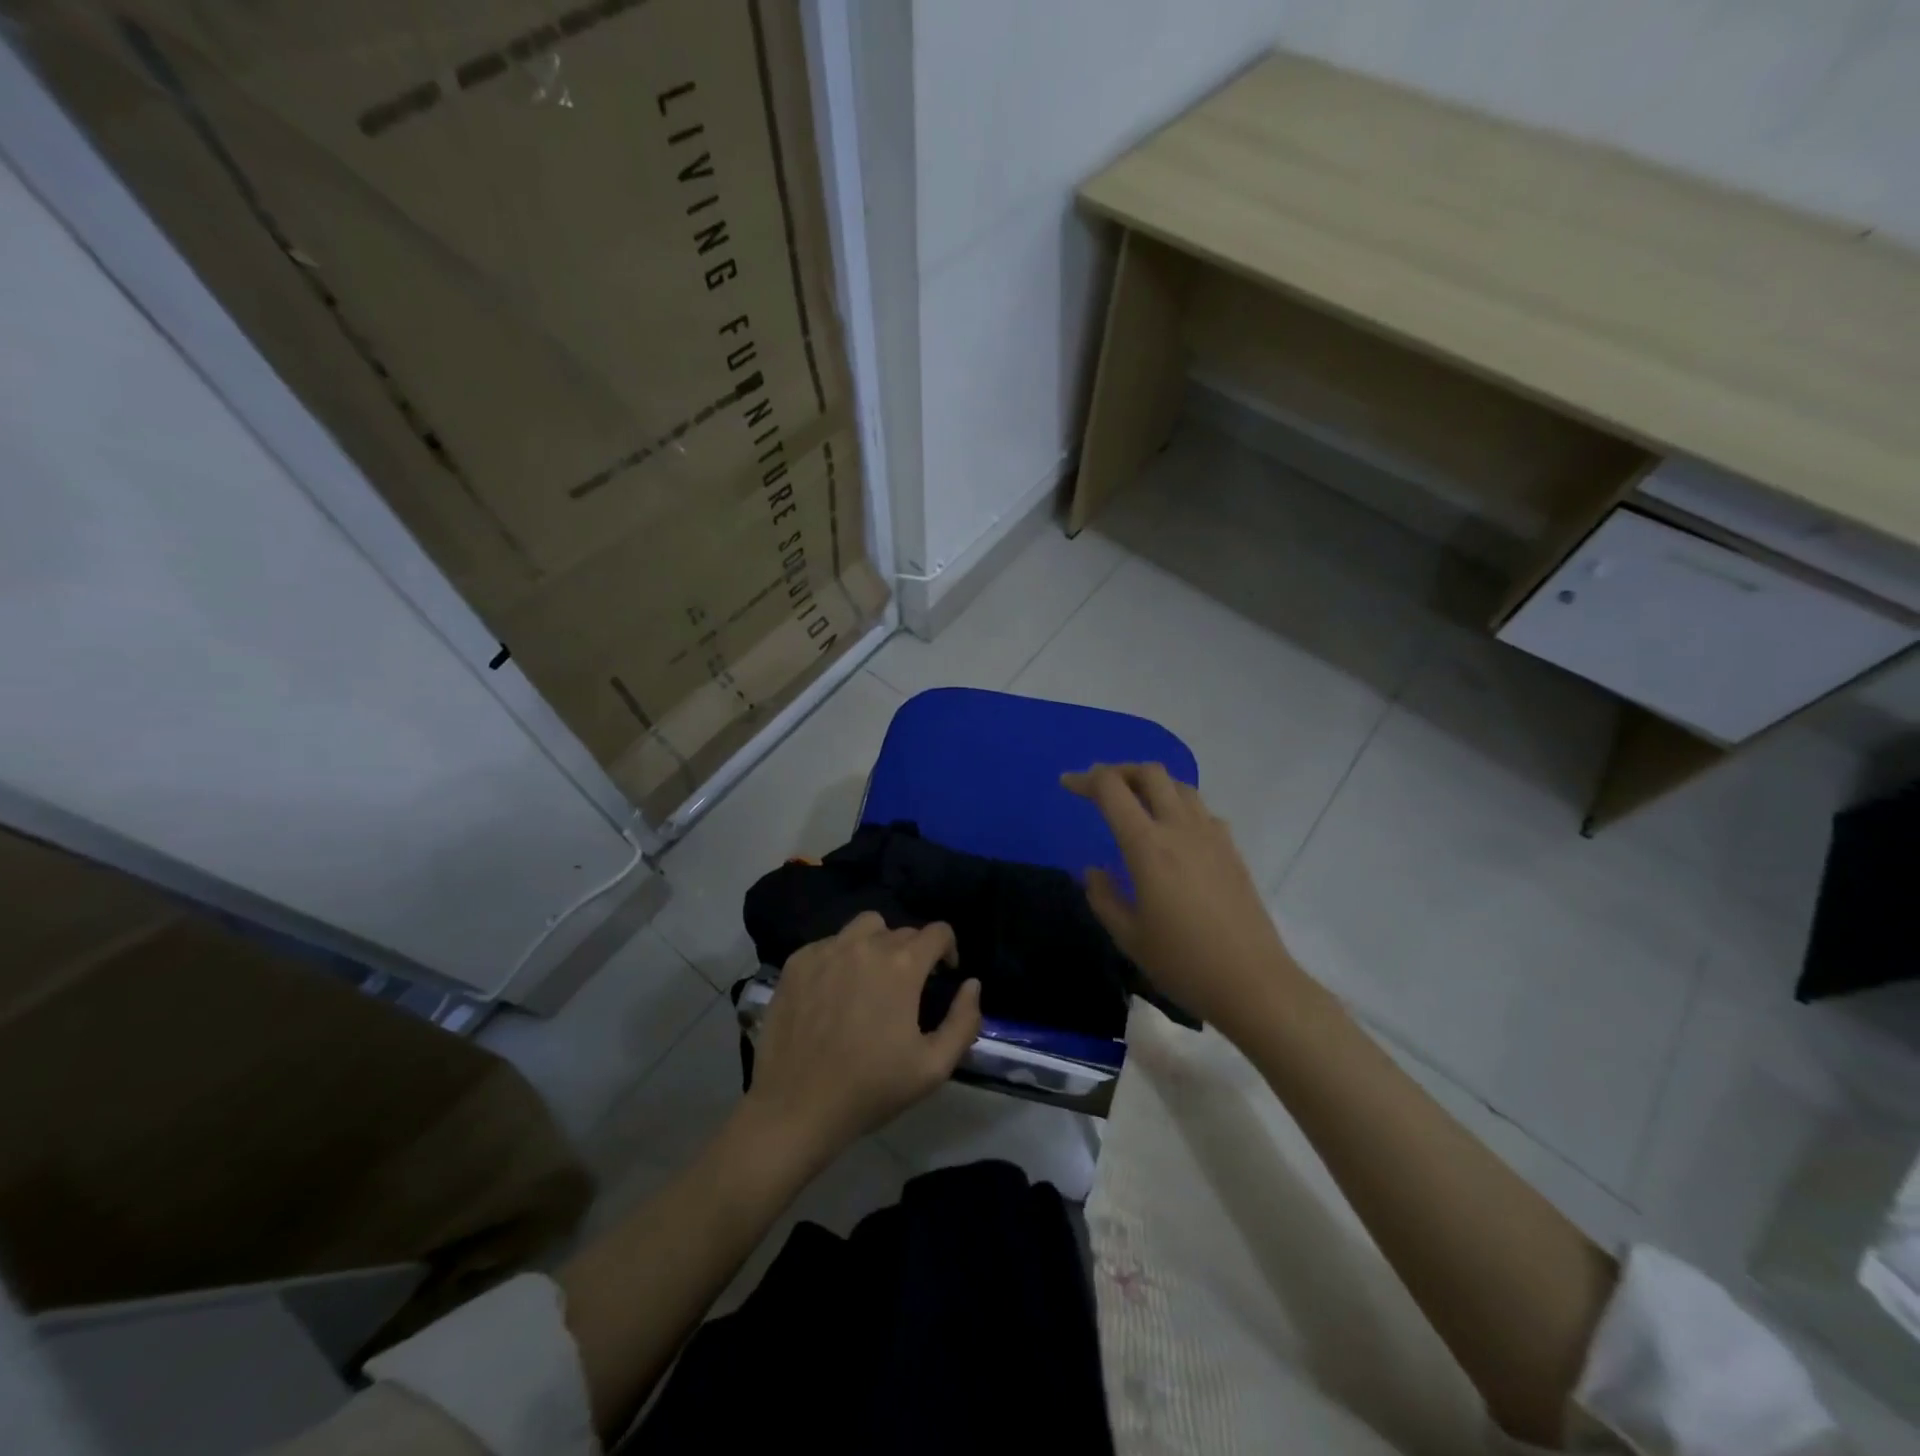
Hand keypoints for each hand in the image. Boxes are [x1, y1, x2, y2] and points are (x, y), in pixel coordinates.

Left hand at [744, 911, 981, 1163]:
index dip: (948, 949)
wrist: (796, 1108)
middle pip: (901, 930)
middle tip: (906, 988)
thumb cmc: (870, 1089)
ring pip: (864, 927)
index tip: (945, 974)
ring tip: (872, 977)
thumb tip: (972, 984)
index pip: (937, 932)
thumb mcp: (934, 1067)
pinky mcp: (797, 962)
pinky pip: (829, 943)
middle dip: (913, 953)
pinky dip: (841, 956)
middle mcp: (865, 945)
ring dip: (877, 943)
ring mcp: (827, 950)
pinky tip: (835, 990)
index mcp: (902, 965)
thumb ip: (964, 1021)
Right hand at [1064, 763, 1302, 1035]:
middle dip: (1119, 770)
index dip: (1086, 780)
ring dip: (1150, 783)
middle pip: (1150, 773)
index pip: (1112, 790)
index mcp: (1148, 847)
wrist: (1253, 983)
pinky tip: (1172, 830)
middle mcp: (1180, 829)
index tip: (1067, 783)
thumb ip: (1103, 897)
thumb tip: (1094, 870)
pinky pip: (1201, 809)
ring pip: (1179, 785)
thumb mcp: (1129, 937)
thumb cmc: (1183, 963)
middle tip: (1098, 786)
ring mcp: (1212, 836)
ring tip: (1133, 801)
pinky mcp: (1232, 849)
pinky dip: (1178, 804)